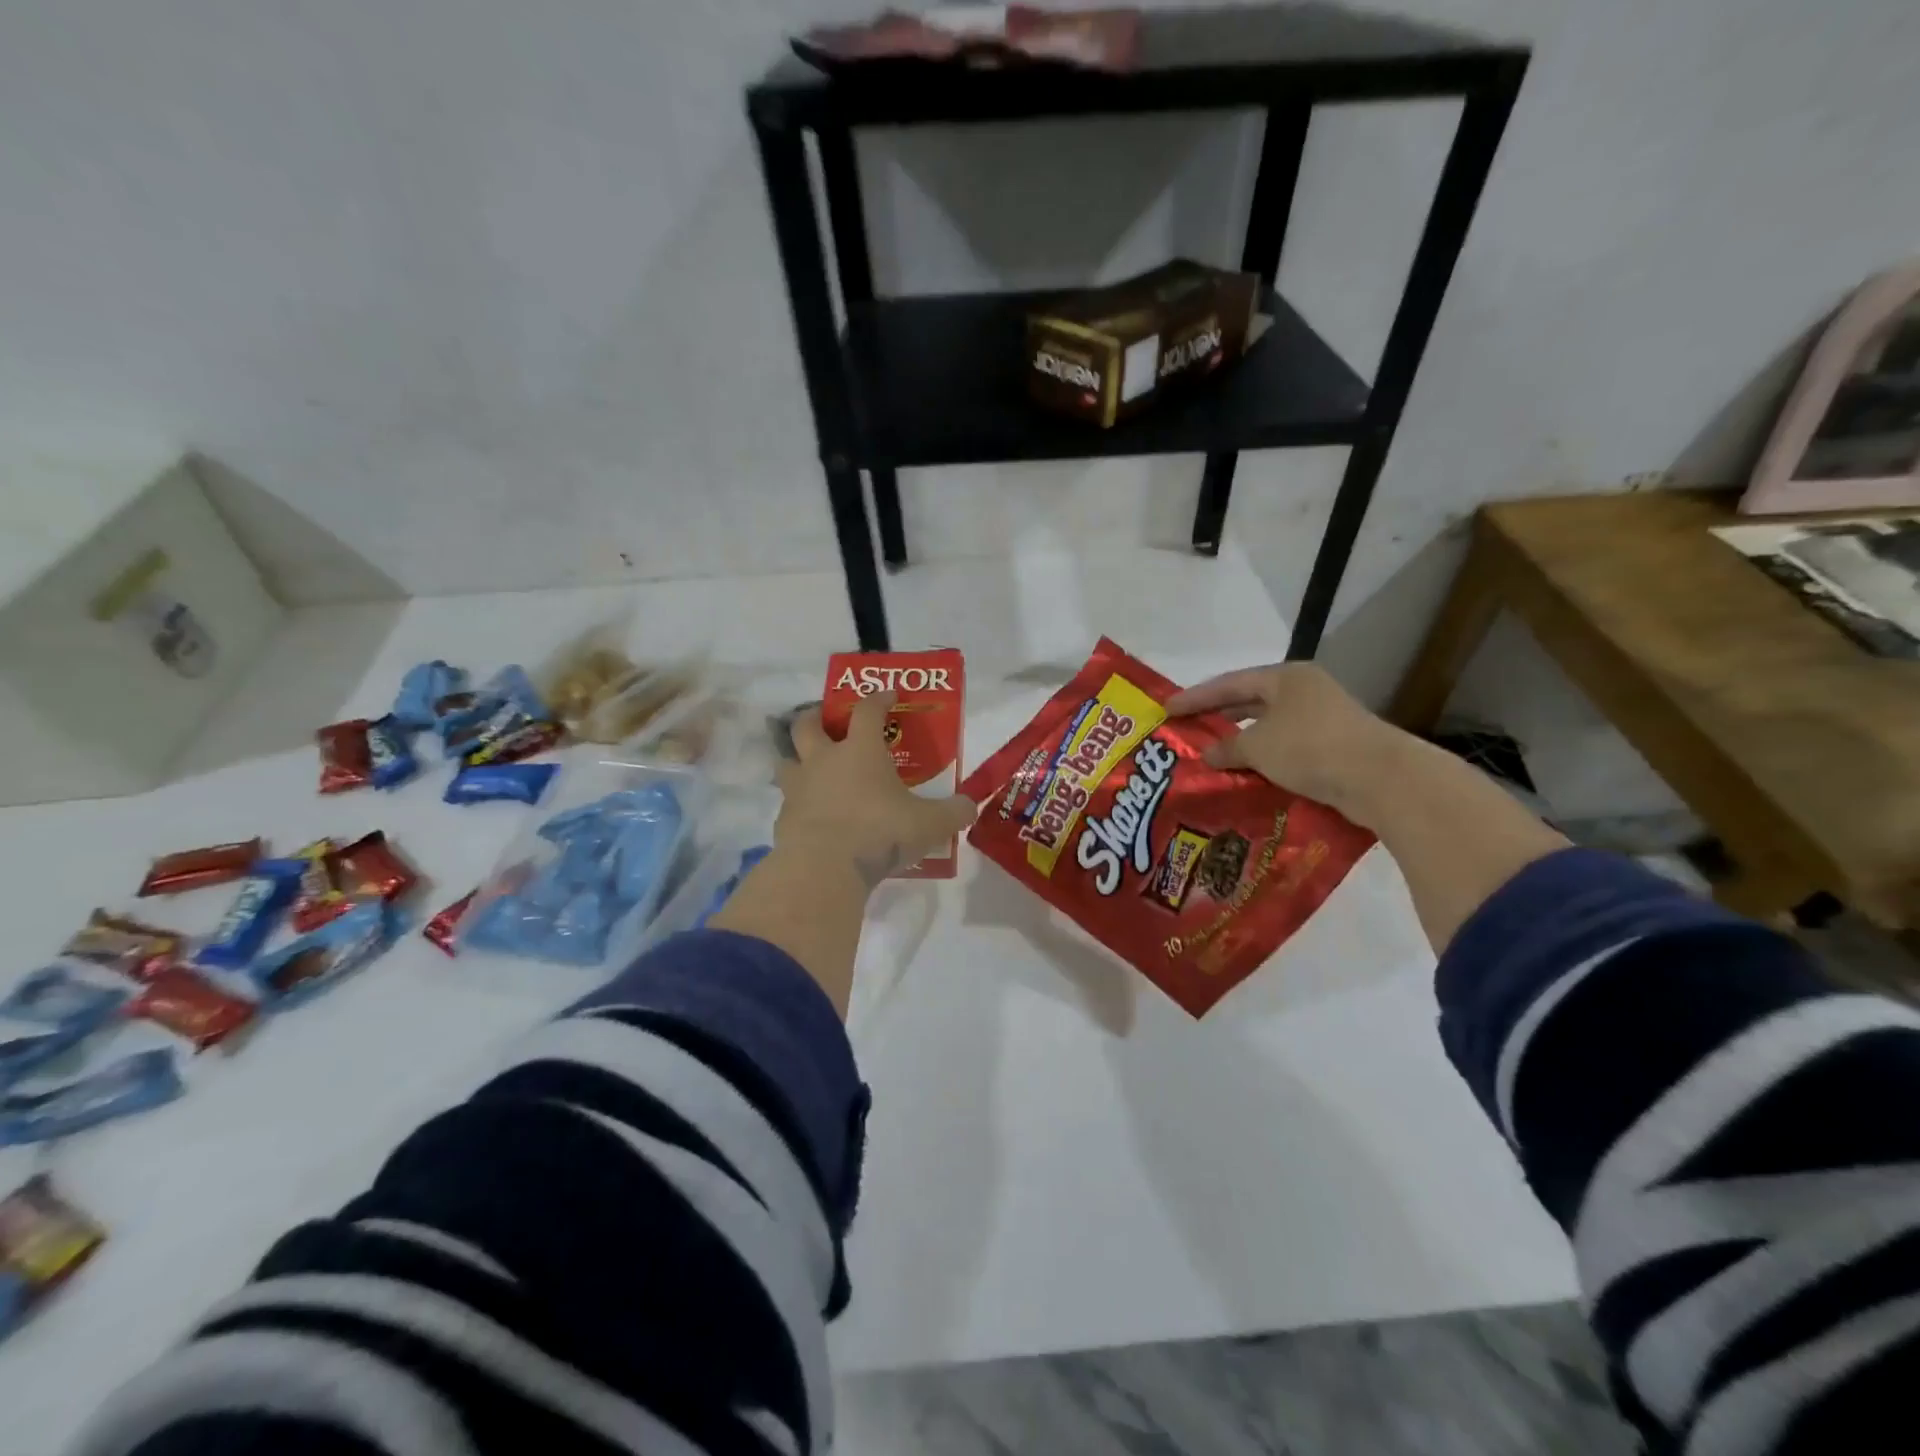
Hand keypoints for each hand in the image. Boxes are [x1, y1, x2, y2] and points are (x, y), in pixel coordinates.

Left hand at [778, 691, 977, 885]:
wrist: (825, 868)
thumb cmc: (880, 832)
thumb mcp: (929, 824)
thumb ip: (954, 813)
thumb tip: (970, 805)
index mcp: (860, 751)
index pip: (867, 710)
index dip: (878, 698)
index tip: (888, 695)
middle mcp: (824, 761)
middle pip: (807, 724)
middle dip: (816, 717)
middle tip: (828, 721)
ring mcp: (798, 789)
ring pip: (787, 760)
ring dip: (797, 758)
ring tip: (812, 768)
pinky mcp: (784, 818)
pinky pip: (789, 802)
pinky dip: (799, 803)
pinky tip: (813, 816)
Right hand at [1164, 663, 1407, 825]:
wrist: (1381, 779)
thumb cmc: (1311, 748)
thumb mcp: (1258, 746)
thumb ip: (1227, 748)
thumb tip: (1207, 755)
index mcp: (1285, 678)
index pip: (1228, 683)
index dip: (1195, 697)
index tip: (1167, 709)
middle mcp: (1304, 691)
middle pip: (1249, 702)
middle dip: (1218, 718)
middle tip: (1187, 731)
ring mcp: (1322, 718)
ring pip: (1269, 728)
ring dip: (1242, 743)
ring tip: (1212, 756)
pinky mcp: (1334, 747)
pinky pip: (1286, 749)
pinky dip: (1264, 759)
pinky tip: (1246, 775)